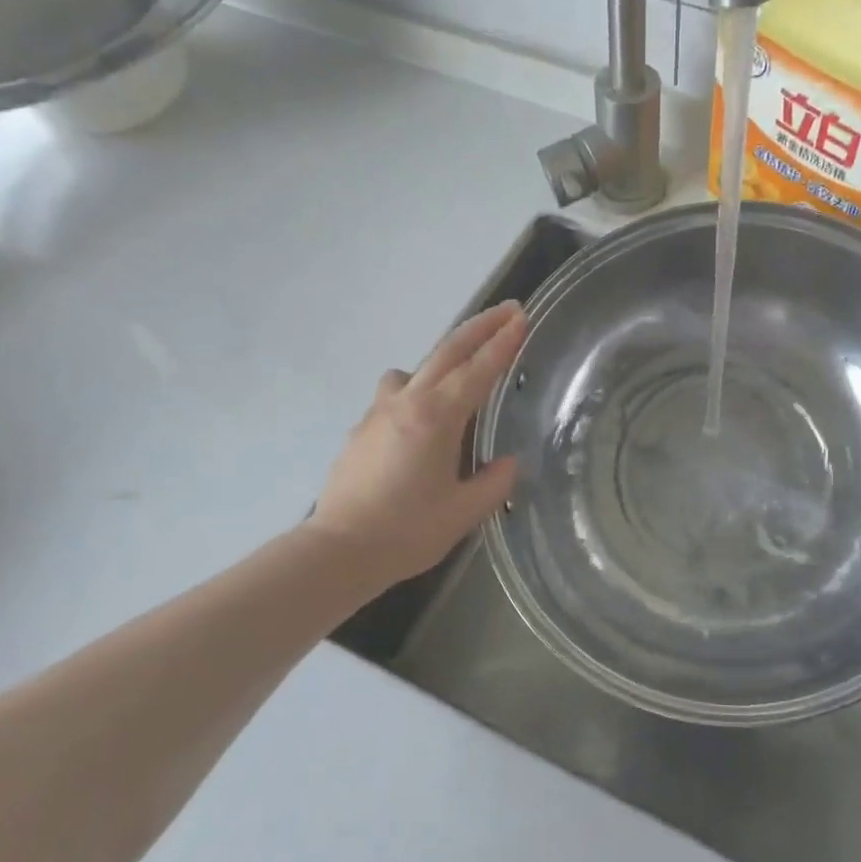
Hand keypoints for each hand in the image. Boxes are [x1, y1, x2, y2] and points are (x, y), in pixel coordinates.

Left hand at [312, 302, 526, 587]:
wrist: (339, 551)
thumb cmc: (407, 532)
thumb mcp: (463, 512)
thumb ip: (493, 482)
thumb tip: (508, 463)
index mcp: (436, 419)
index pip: (477, 370)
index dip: (502, 343)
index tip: (521, 317)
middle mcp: (406, 403)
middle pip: (445, 352)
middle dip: (479, 328)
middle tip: (506, 311)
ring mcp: (377, 413)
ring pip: (412, 370)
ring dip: (440, 360)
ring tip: (458, 377)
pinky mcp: (361, 430)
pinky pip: (394, 394)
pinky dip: (415, 389)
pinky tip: (421, 423)